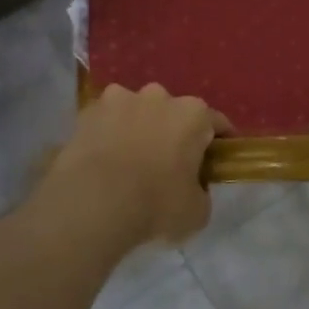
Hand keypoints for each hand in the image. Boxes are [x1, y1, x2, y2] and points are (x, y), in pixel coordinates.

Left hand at [48, 84, 231, 245]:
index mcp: (192, 114)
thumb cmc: (155, 205)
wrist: (93, 201)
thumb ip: (201, 192)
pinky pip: (106, 120)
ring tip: (128, 159)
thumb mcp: (197, 212)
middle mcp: (159, 96)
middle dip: (173, 132)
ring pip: (136, 110)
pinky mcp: (88, 110)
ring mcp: (120, 98)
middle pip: (173, 112)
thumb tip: (193, 188)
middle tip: (168, 164)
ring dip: (137, 127)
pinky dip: (107, 133)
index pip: (216, 123)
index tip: (216, 161)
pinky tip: (102, 158)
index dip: (219, 142)